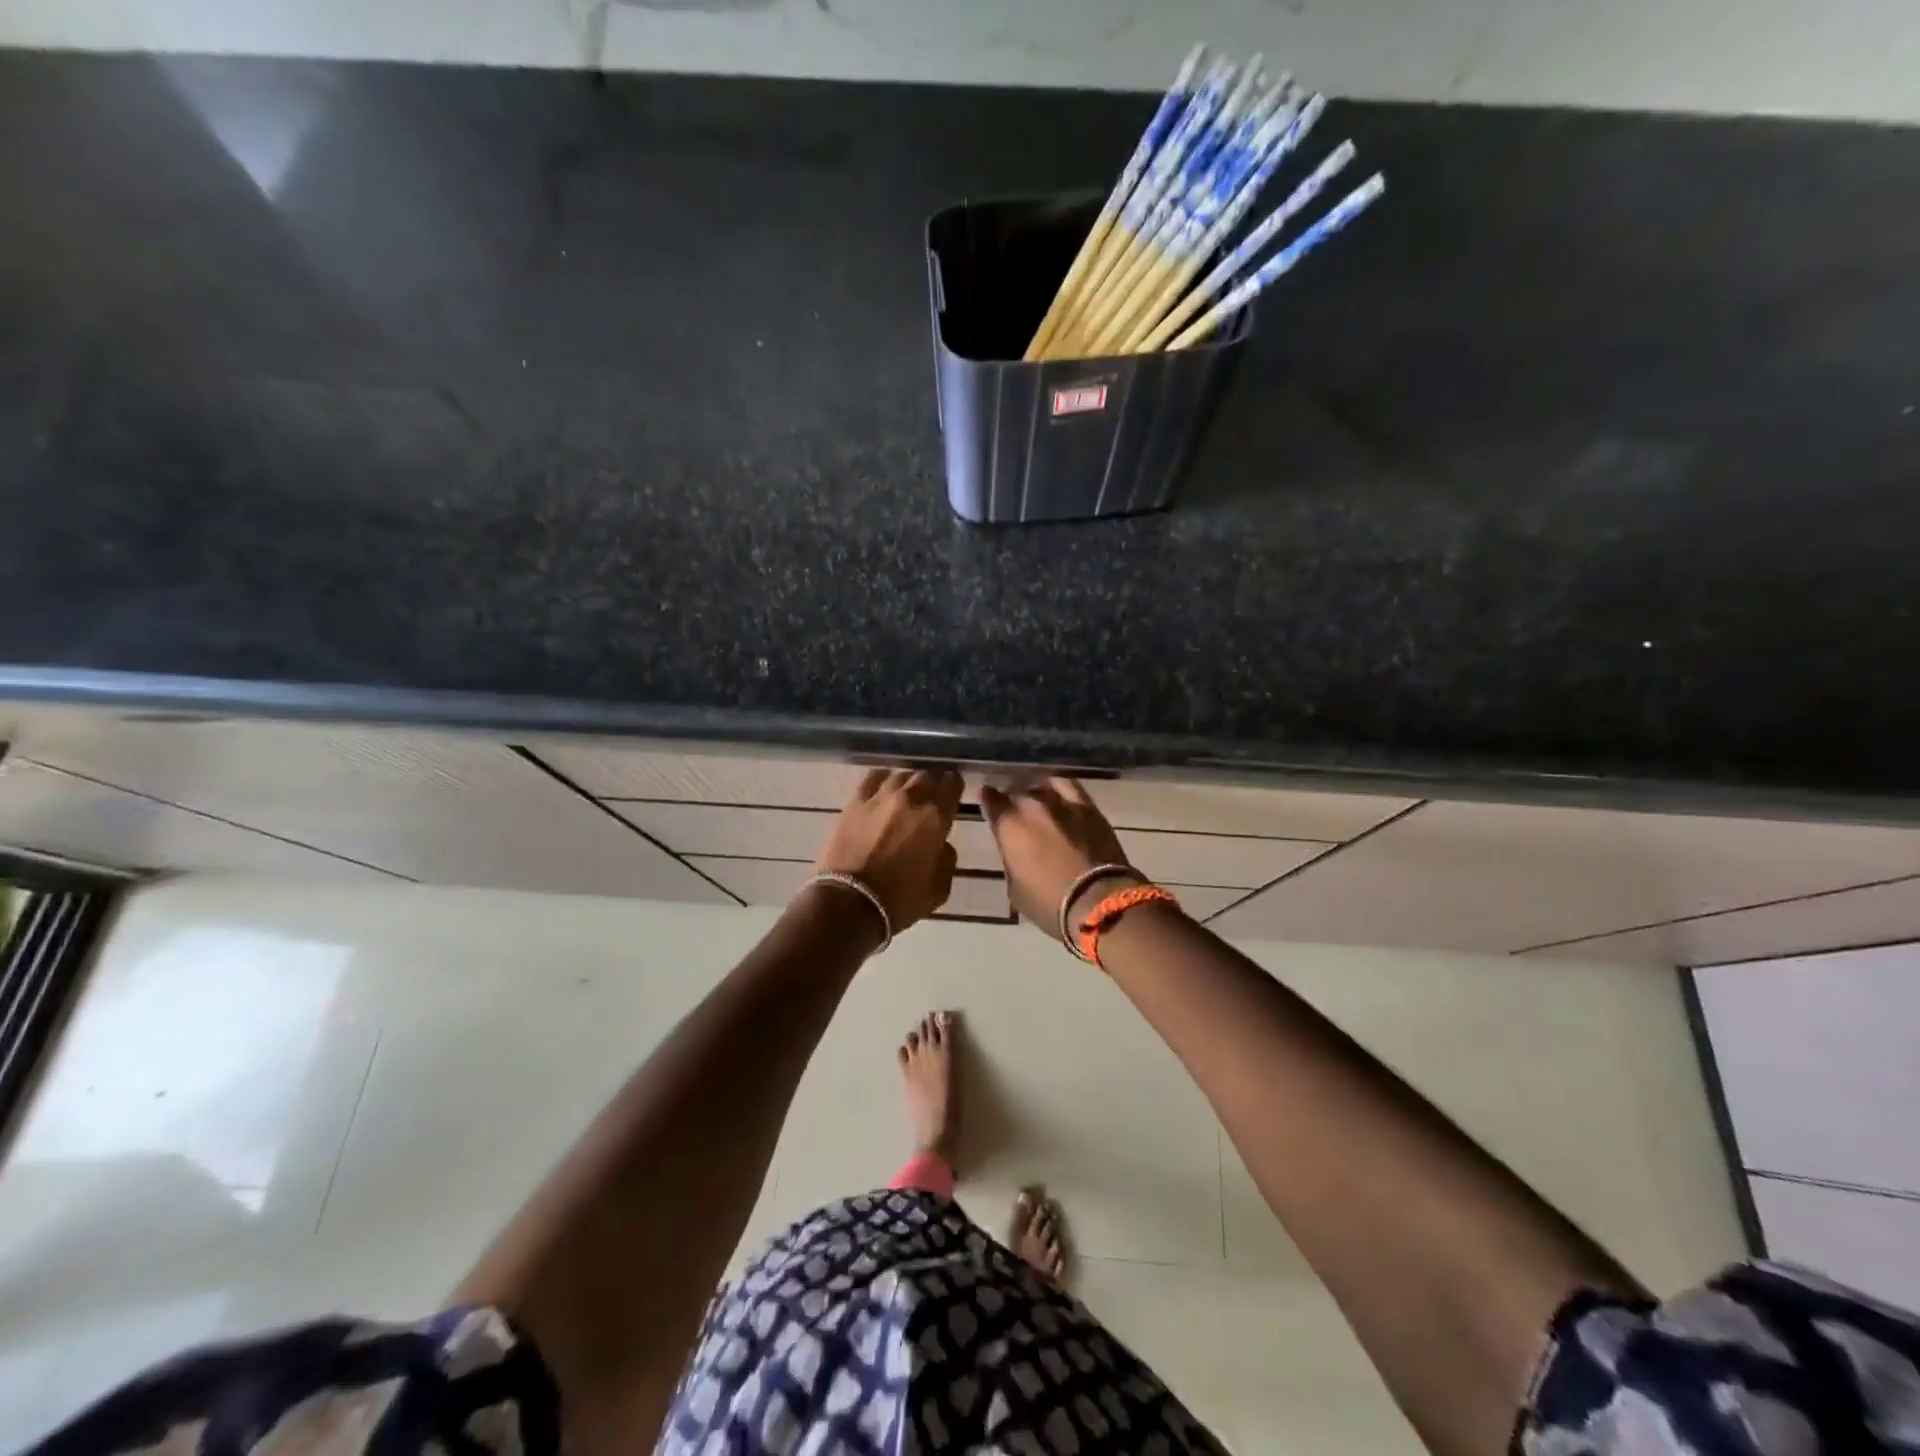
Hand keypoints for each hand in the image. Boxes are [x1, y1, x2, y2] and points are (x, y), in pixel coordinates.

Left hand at [813, 768, 961, 931]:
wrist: (849, 902)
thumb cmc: (899, 901)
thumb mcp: (939, 889)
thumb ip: (947, 860)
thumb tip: (941, 845)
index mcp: (936, 818)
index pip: (952, 785)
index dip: (954, 786)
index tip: (952, 792)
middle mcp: (911, 799)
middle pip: (926, 776)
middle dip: (931, 785)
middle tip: (929, 798)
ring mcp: (880, 797)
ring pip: (900, 775)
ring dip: (907, 783)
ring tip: (905, 794)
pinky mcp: (854, 802)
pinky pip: (873, 778)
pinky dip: (882, 779)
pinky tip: (882, 788)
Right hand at [979, 778, 1137, 938]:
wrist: (1099, 901)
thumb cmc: (1050, 903)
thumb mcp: (1015, 889)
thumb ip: (1011, 859)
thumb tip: (1014, 849)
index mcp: (1009, 826)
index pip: (990, 800)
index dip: (988, 800)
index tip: (988, 800)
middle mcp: (1032, 806)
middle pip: (1016, 792)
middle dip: (1012, 800)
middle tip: (1014, 811)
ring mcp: (1061, 803)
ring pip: (1041, 786)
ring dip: (1035, 792)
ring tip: (1036, 800)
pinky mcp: (1088, 806)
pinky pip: (1068, 785)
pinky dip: (1058, 787)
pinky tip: (1058, 794)